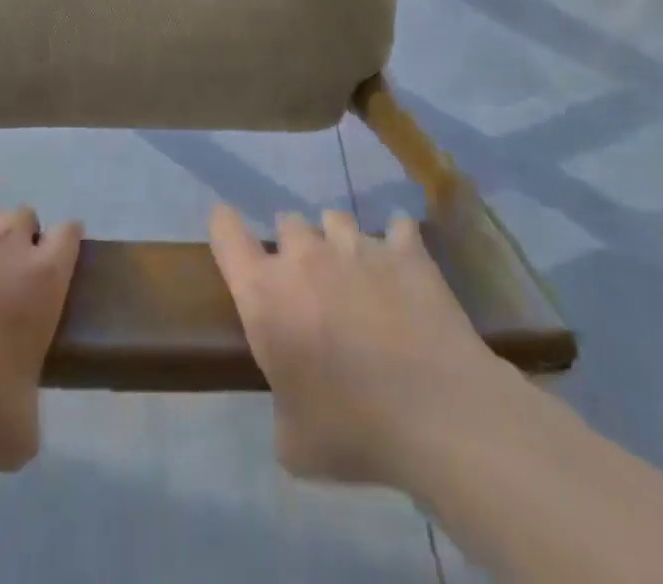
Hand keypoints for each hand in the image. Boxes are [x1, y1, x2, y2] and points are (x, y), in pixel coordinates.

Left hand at [0, 206, 81, 471]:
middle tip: (7, 278)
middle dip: (21, 237)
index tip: (58, 265)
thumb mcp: (13, 435)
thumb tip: (21, 419)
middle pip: (24, 215)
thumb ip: (29, 417)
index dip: (66, 244)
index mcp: (40, 278)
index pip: (68, 235)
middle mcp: (3, 243)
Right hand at [209, 203, 509, 489]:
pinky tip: (404, 265)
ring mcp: (357, 246)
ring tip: (357, 274)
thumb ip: (281, 407)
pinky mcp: (406, 251)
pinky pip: (398, 228)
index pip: (226, 234)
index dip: (225, 228)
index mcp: (265, 294)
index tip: (230, 233)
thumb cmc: (353, 430)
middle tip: (310, 284)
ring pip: (336, 220)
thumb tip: (292, 404)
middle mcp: (305, 257)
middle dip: (294, 248)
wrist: (437, 416)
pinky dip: (398, 244)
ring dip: (339, 242)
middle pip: (287, 222)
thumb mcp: (294, 443)